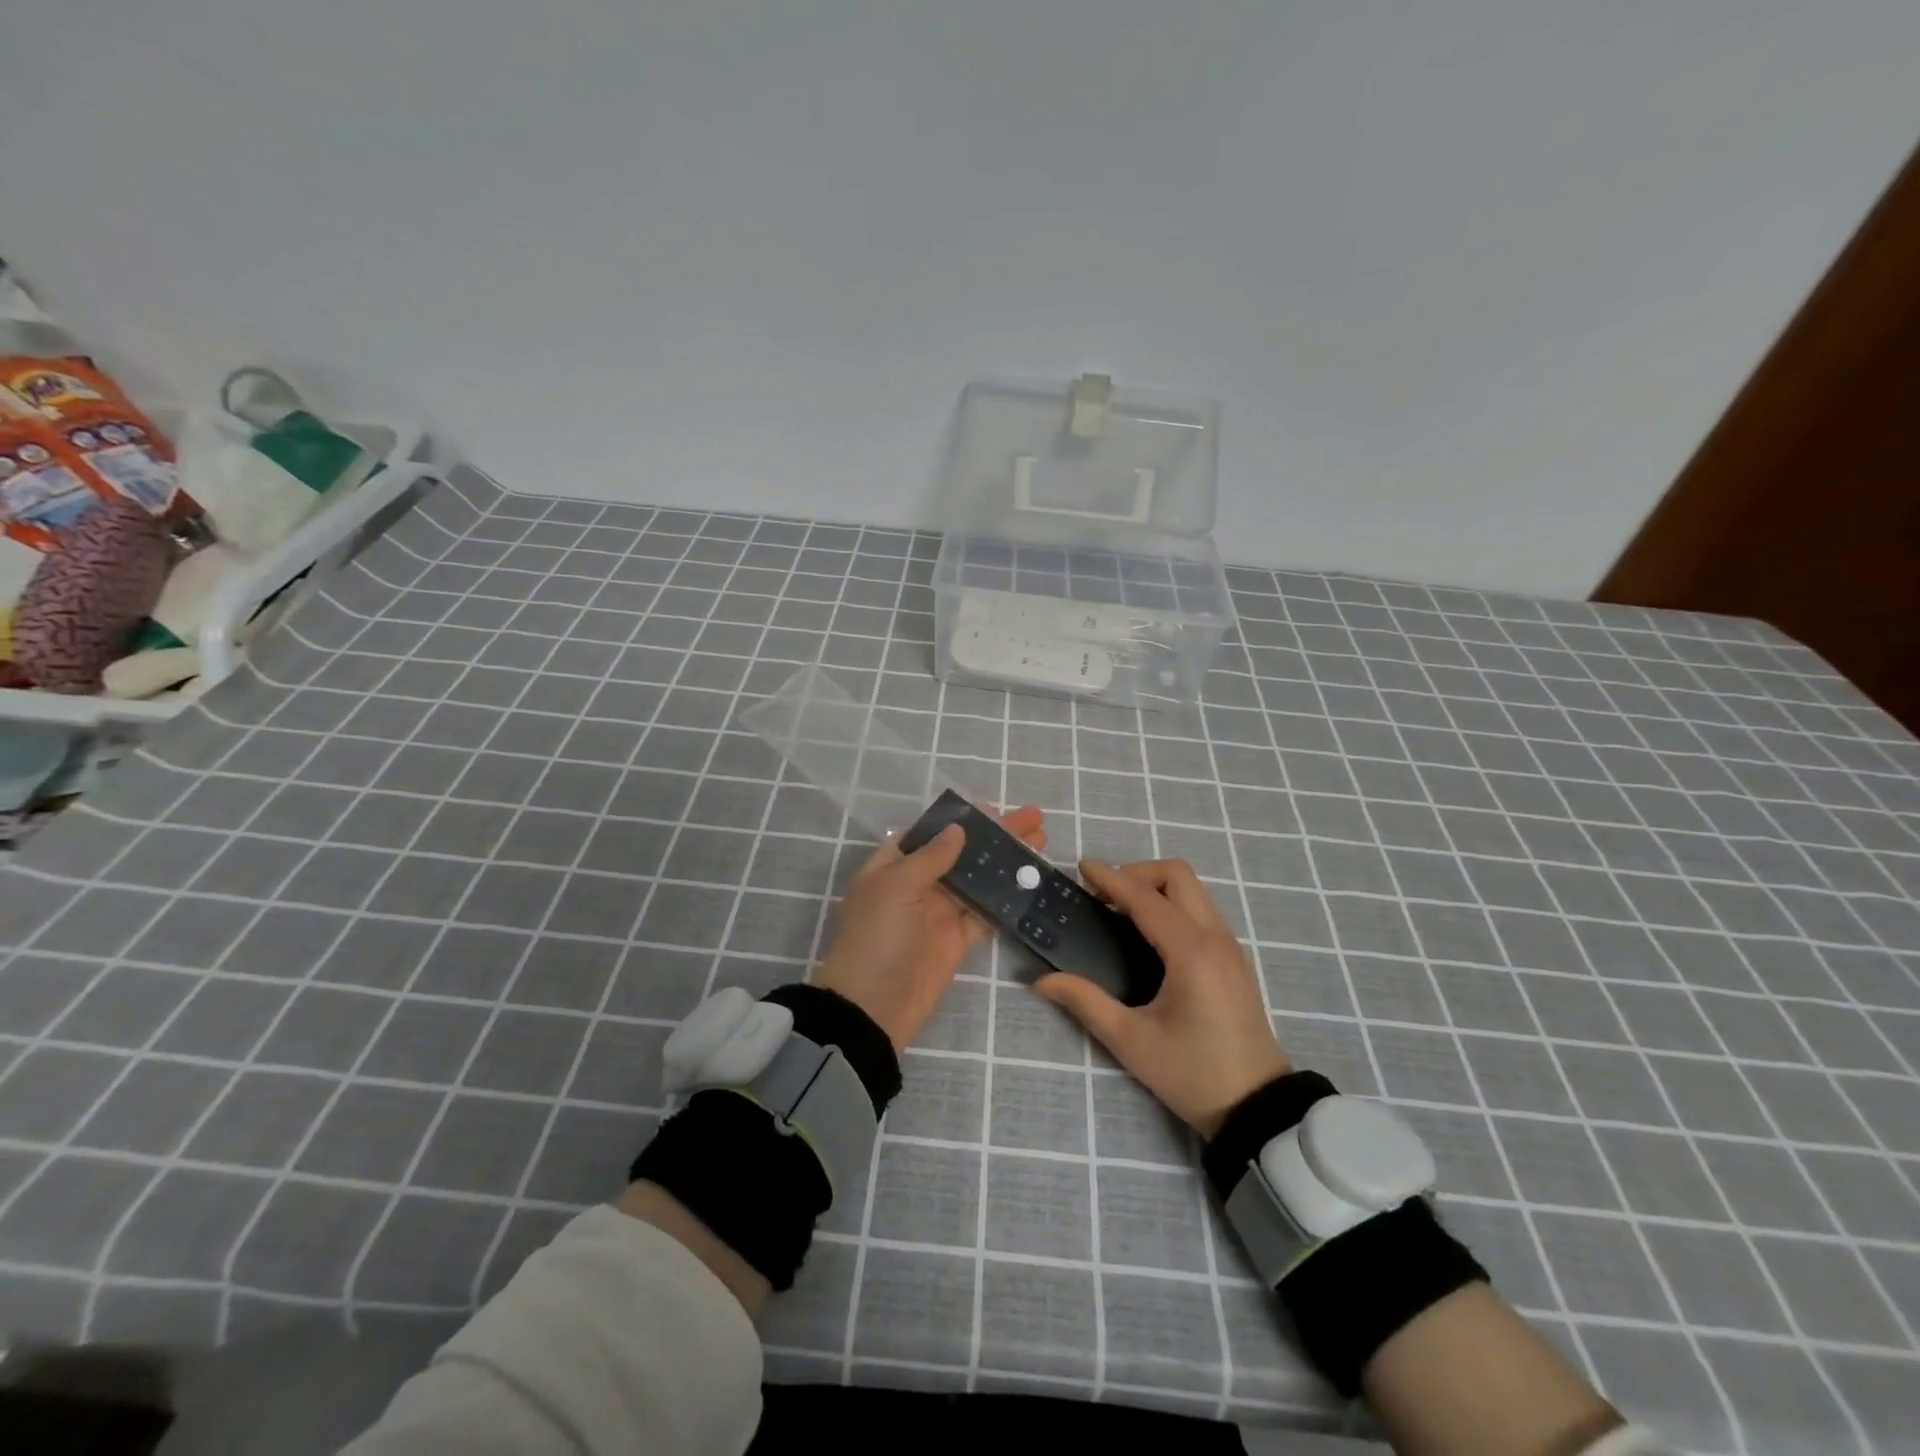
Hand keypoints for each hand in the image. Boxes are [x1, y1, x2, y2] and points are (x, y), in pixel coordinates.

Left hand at [815, 805, 1046, 1051]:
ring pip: (979, 879)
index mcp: (894, 866)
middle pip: (962, 852)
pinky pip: (987, 912)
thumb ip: (930, 857)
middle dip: (995, 835)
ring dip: (1007, 862)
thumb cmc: (876, 937)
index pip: (930, 833)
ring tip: (1041, 841)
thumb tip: (957, 829)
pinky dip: (1008, 898)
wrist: (874, 1007)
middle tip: (1033, 818)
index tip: (993, 807)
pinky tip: (1033, 881)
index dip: (960, 818)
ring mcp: (940, 912)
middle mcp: (918, 884)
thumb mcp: (895, 887)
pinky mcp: (959, 939)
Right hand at [1035, 859, 1290, 1137]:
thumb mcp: (1131, 1041)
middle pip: (1177, 876)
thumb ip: (1085, 1002)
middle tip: (1104, 896)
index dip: (1111, 879)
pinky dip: (1171, 903)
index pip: (1145, 898)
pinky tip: (1147, 933)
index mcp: (1191, 952)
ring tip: (1119, 911)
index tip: (1081, 869)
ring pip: (1192, 889)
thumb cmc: (1192, 1074)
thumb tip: (1042, 981)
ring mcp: (1229, 946)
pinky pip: (1200, 909)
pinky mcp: (1234, 958)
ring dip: (1155, 886)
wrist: (1257, 1108)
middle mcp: (1215, 937)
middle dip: (1137, 873)